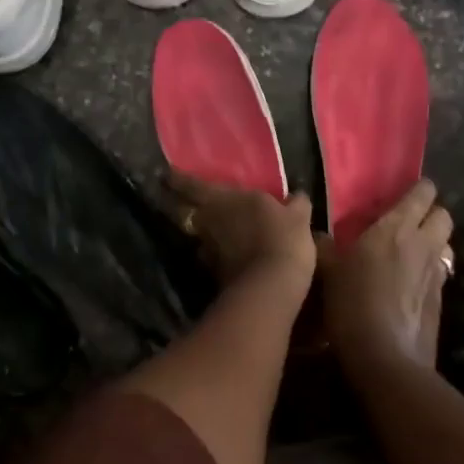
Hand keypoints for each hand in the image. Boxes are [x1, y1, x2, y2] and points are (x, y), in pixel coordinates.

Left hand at [166, 173, 316, 287]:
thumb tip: (298, 195)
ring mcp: (208, 249)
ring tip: (206, 228)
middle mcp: (209, 221)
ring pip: (197, 235)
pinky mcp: (214, 274)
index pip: (192, 185)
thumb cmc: (282, 239)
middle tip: (179, 200)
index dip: (178, 179)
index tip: (165, 174)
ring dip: (199, 231)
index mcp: (224, 200)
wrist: (271, 288)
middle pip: (187, 211)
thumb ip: (295, 204)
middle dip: (181, 205)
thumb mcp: (297, 217)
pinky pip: (210, 256)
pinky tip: (223, 253)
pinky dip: (214, 252)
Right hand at [318, 179, 454, 374]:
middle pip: (444, 216)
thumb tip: (316, 235)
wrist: (386, 360)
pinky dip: (429, 272)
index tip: (405, 192)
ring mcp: (436, 274)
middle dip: (431, 214)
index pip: (423, 193)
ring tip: (411, 251)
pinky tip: (409, 285)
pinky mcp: (441, 302)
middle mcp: (423, 244)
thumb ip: (324, 247)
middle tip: (408, 221)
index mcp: (397, 227)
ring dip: (434, 243)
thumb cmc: (353, 304)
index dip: (419, 189)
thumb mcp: (327, 270)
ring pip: (446, 245)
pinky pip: (440, 274)